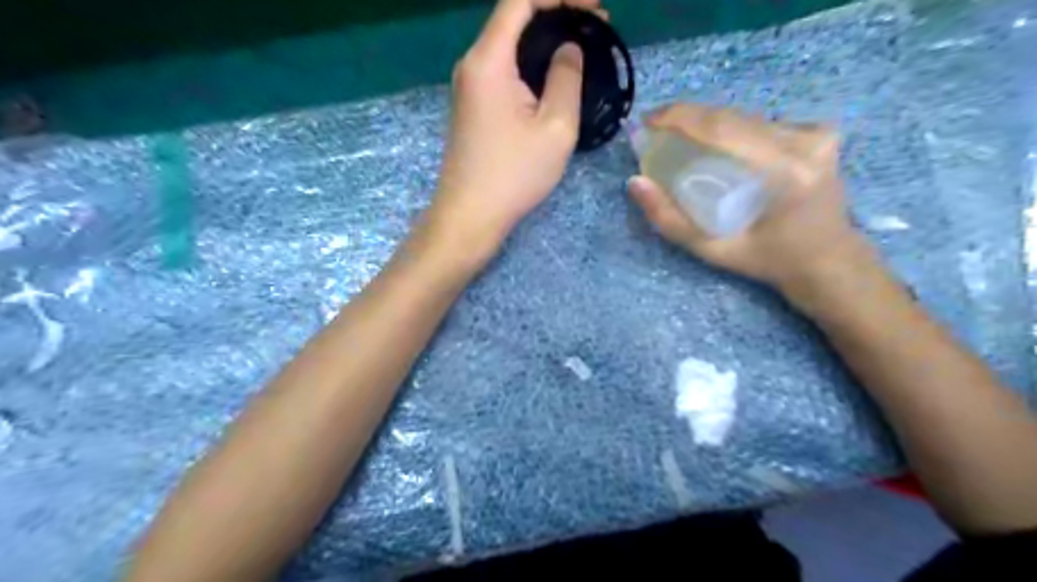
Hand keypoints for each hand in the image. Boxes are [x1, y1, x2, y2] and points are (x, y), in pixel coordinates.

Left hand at [421, 1, 600, 260]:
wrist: (470, 214)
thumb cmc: (514, 175)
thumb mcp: (555, 127)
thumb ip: (566, 78)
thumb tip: (569, 48)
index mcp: (489, 61)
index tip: (594, 7)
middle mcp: (473, 64)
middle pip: (512, 17)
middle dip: (557, 12)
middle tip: (597, 26)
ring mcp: (469, 85)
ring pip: (508, 43)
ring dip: (545, 38)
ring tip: (583, 47)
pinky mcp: (473, 104)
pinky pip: (503, 67)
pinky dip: (530, 61)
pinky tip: (554, 75)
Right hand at [627, 101, 868, 291]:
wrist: (829, 261)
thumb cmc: (769, 261)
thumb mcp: (713, 250)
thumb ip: (671, 220)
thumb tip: (636, 182)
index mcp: (786, 172)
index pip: (723, 129)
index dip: (681, 118)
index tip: (649, 120)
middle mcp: (806, 142)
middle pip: (733, 117)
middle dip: (689, 118)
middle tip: (656, 128)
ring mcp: (817, 133)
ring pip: (746, 117)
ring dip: (709, 123)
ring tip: (678, 135)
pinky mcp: (819, 132)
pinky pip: (761, 123)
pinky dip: (732, 130)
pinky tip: (715, 144)